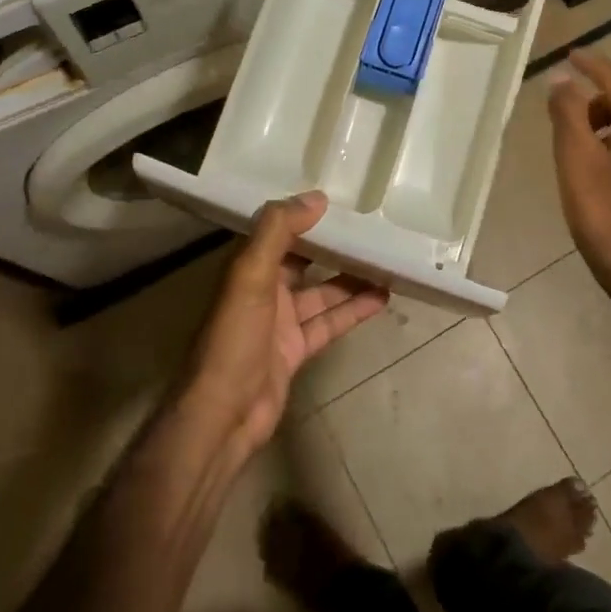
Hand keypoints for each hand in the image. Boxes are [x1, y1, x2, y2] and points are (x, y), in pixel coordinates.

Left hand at [180, 192, 389, 457]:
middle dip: (333, 245)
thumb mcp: (251, 275)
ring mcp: (281, 322)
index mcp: (248, 267)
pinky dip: (353, 310)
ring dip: (351, 277)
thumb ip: (278, 231)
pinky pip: (330, 322)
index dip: (305, 213)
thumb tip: (316, 197)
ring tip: (386, 259)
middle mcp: (264, 290)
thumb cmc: (234, 337)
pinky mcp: (296, 350)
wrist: (223, 414)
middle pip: (304, 259)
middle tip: (371, 225)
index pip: (279, 230)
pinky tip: (381, 297)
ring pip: (322, 291)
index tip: (340, 197)